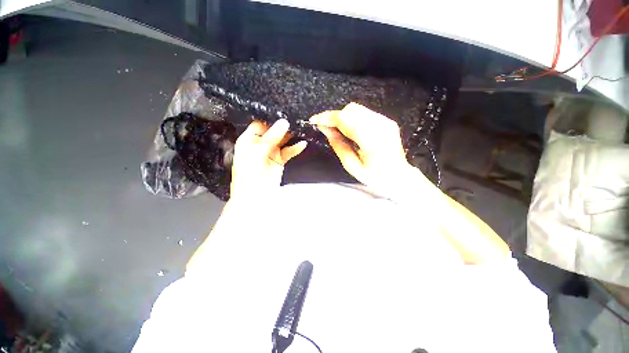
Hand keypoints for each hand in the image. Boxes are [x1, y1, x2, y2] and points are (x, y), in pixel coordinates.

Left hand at [230, 119, 306, 199]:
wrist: (254, 199)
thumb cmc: (249, 177)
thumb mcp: (258, 154)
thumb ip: (271, 138)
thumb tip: (283, 123)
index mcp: (248, 141)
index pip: (259, 124)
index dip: (270, 120)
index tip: (283, 115)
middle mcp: (259, 145)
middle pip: (272, 131)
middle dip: (283, 127)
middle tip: (295, 121)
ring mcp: (270, 153)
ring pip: (282, 141)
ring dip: (291, 136)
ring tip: (300, 130)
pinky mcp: (279, 161)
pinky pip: (288, 151)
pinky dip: (295, 148)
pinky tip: (302, 144)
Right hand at [310, 103, 424, 193]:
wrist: (399, 176)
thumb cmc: (374, 177)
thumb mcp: (351, 165)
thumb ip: (337, 144)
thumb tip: (325, 129)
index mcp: (372, 140)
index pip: (345, 119)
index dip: (328, 118)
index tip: (315, 120)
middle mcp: (380, 125)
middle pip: (351, 110)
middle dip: (334, 117)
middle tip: (325, 128)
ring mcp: (385, 121)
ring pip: (357, 109)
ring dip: (342, 117)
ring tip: (336, 130)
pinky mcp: (387, 120)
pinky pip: (364, 113)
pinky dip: (352, 118)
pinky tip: (349, 130)